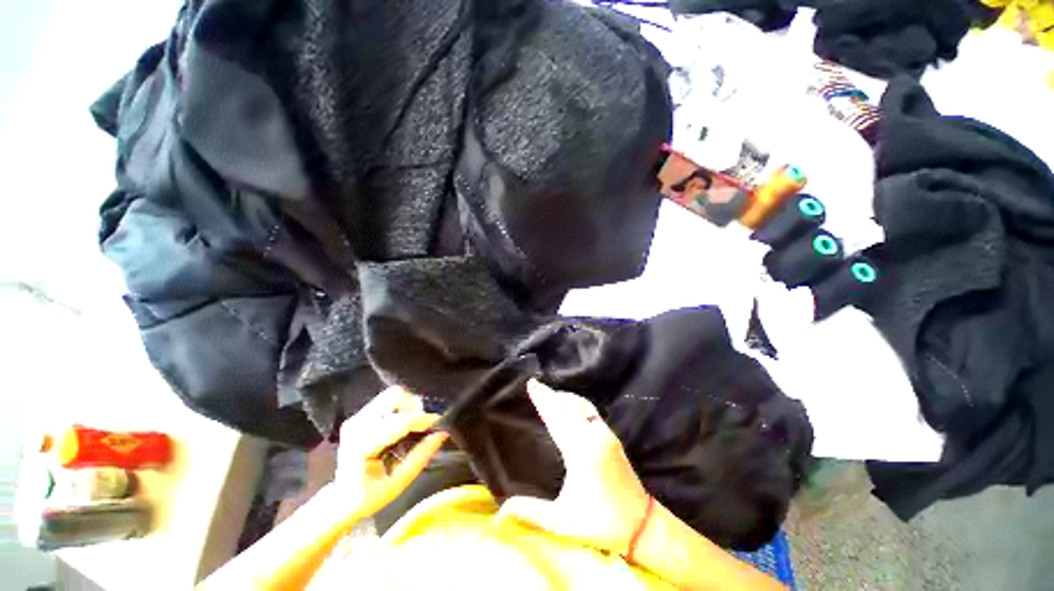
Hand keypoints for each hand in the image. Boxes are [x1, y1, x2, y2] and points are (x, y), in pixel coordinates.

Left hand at [335, 386, 447, 515]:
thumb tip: (442, 433)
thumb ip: (420, 456)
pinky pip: (388, 400)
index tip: (438, 422)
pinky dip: (402, 406)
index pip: (396, 423)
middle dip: (414, 407)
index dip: (421, 419)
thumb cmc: (368, 496)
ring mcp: (357, 418)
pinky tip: (406, 423)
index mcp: (361, 446)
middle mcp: (356, 426)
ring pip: (392, 395)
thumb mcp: (398, 483)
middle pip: (393, 398)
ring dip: (409, 405)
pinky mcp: (361, 415)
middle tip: (425, 422)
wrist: (341, 499)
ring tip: (416, 423)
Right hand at [497, 380, 650, 555]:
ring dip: (563, 397)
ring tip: (549, 392)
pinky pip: (590, 411)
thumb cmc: (600, 525)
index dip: (543, 401)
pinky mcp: (612, 437)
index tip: (532, 385)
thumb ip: (531, 512)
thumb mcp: (562, 522)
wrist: (641, 526)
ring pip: (581, 406)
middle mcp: (594, 437)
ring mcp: (605, 435)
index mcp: (581, 453)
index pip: (557, 418)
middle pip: (568, 408)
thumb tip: (500, 513)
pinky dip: (576, 403)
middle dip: (550, 395)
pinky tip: (570, 404)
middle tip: (535, 384)